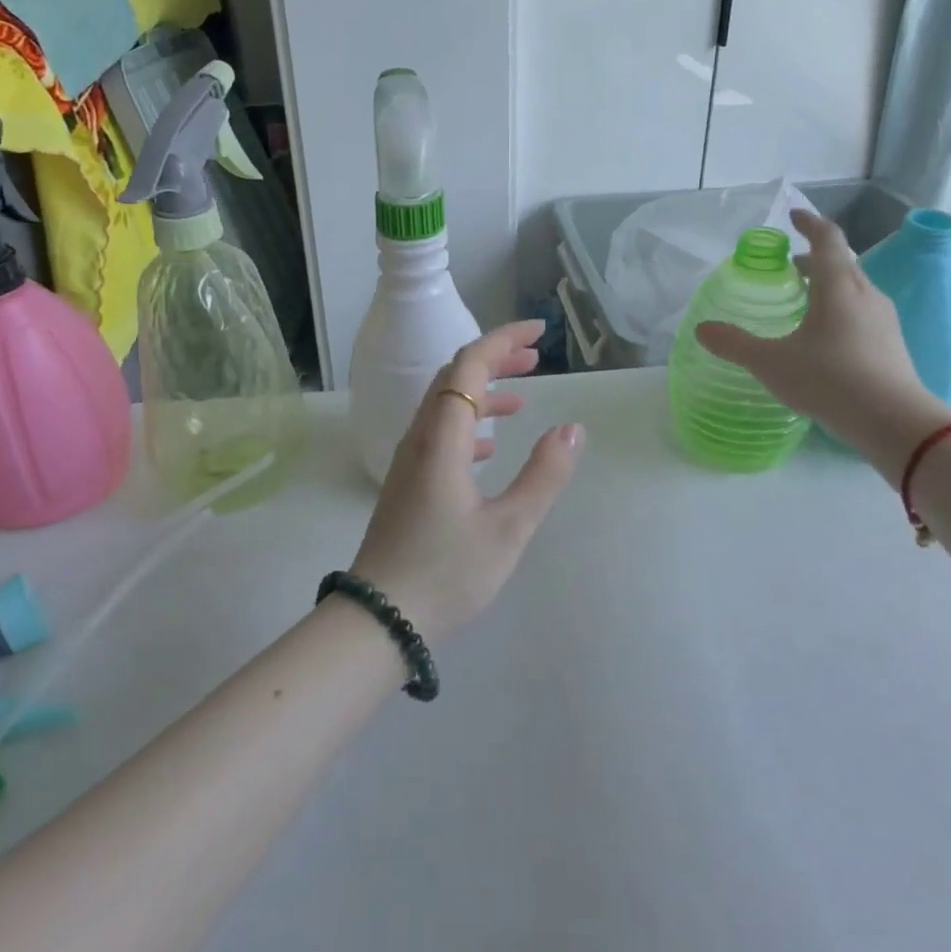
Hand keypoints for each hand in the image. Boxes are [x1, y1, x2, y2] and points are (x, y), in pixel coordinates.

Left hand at [349, 321, 584, 642]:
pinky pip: (440, 432)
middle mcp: (421, 437)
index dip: (504, 340)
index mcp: (442, 437)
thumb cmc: (446, 572)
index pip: (470, 364)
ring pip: (446, 404)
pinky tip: (491, 445)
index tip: (539, 333)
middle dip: (495, 359)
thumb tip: (571, 428)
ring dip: (483, 391)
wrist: (379, 619)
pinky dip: (469, 423)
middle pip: (454, 377)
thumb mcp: (509, 528)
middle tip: (536, 358)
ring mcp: (410, 459)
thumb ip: (544, 475)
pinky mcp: (408, 481)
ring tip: (523, 398)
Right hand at [697, 208, 950, 475]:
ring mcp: (883, 319)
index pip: (827, 239)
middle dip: (814, 258)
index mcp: (838, 286)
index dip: (809, 223)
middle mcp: (865, 294)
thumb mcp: (771, 363)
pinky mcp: (892, 344)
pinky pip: (862, 310)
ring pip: (853, 287)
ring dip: (828, 284)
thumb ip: (734, 344)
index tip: (793, 216)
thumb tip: (702, 329)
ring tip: (803, 301)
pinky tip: (825, 336)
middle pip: (841, 262)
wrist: (894, 423)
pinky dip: (840, 308)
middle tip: (787, 267)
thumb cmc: (830, 380)